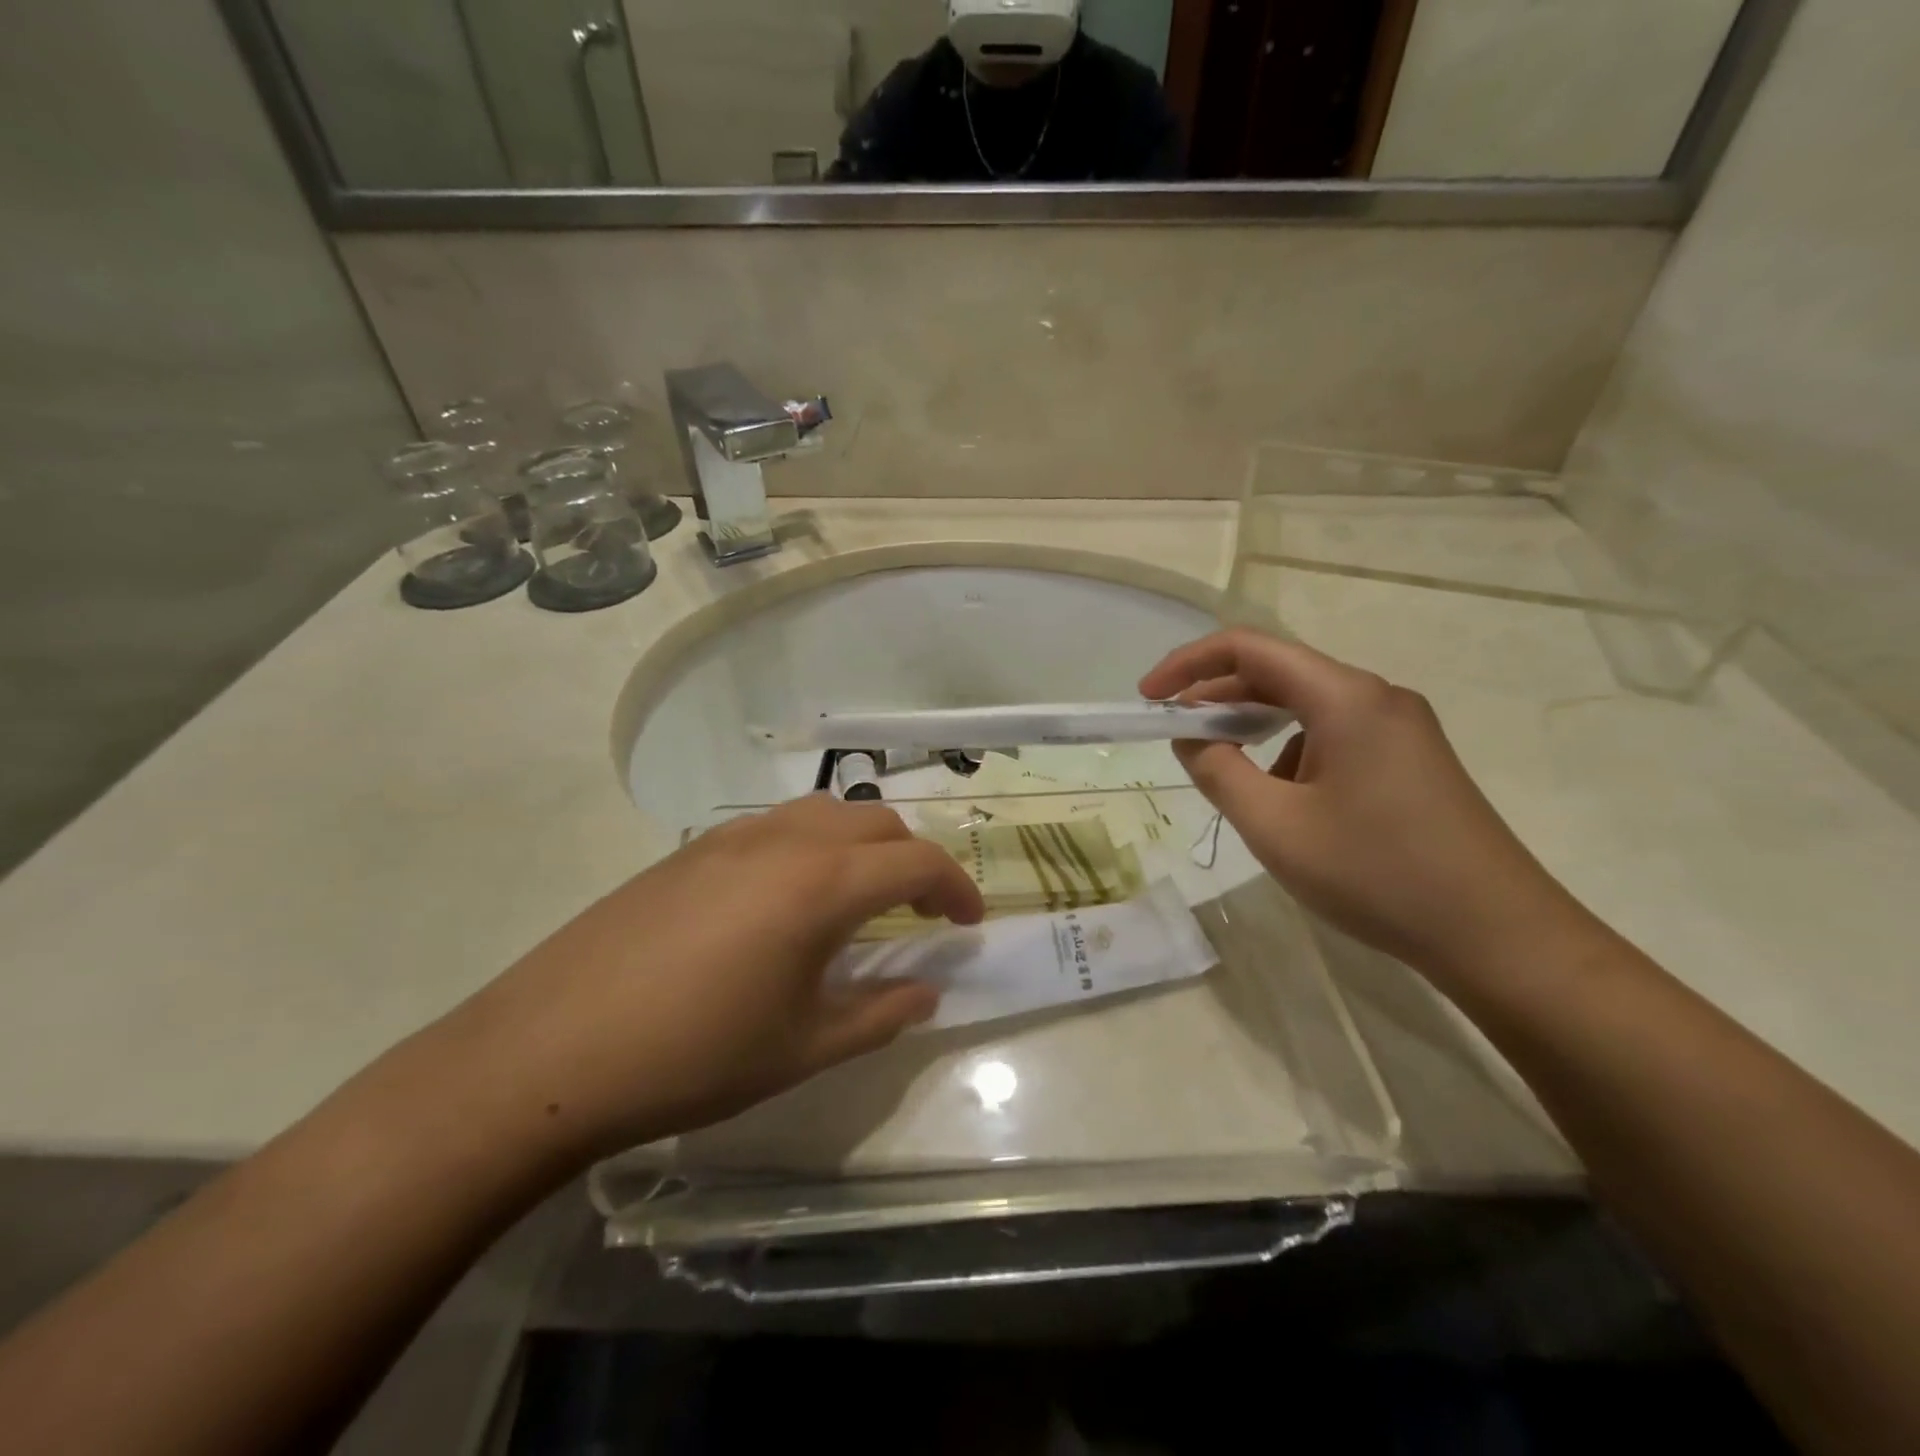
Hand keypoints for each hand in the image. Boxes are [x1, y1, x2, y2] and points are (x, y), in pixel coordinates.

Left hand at [442, 796, 984, 1162]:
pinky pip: (775, 825)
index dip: (955, 888)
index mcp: (822, 884)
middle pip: (875, 822)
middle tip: (918, 911)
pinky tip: (786, 899)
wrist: (551, 1051)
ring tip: (858, 897)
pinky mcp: (690, 849)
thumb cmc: (694, 1056)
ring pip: (824, 812)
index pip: (916, 862)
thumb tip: (926, 992)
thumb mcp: (803, 1047)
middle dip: (912, 859)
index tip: (968, 923)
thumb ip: (880, 1014)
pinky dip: (810, 845)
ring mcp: (732, 837)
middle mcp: (784, 841)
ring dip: (860, 844)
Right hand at [1141, 629, 1587, 981]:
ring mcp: (1400, 729)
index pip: (1248, 649)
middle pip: (1278, 673)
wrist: (1498, 936)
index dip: (1188, 665)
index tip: (1148, 699)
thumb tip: (1191, 737)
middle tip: (1174, 736)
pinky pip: (1333, 736)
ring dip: (1255, 730)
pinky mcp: (1411, 760)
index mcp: (1345, 697)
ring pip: (1305, 708)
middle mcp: (1376, 697)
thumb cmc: (1376, 874)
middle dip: (1217, 699)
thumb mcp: (1274, 826)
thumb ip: (1217, 772)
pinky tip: (1287, 805)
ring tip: (1228, 779)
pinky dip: (1291, 754)